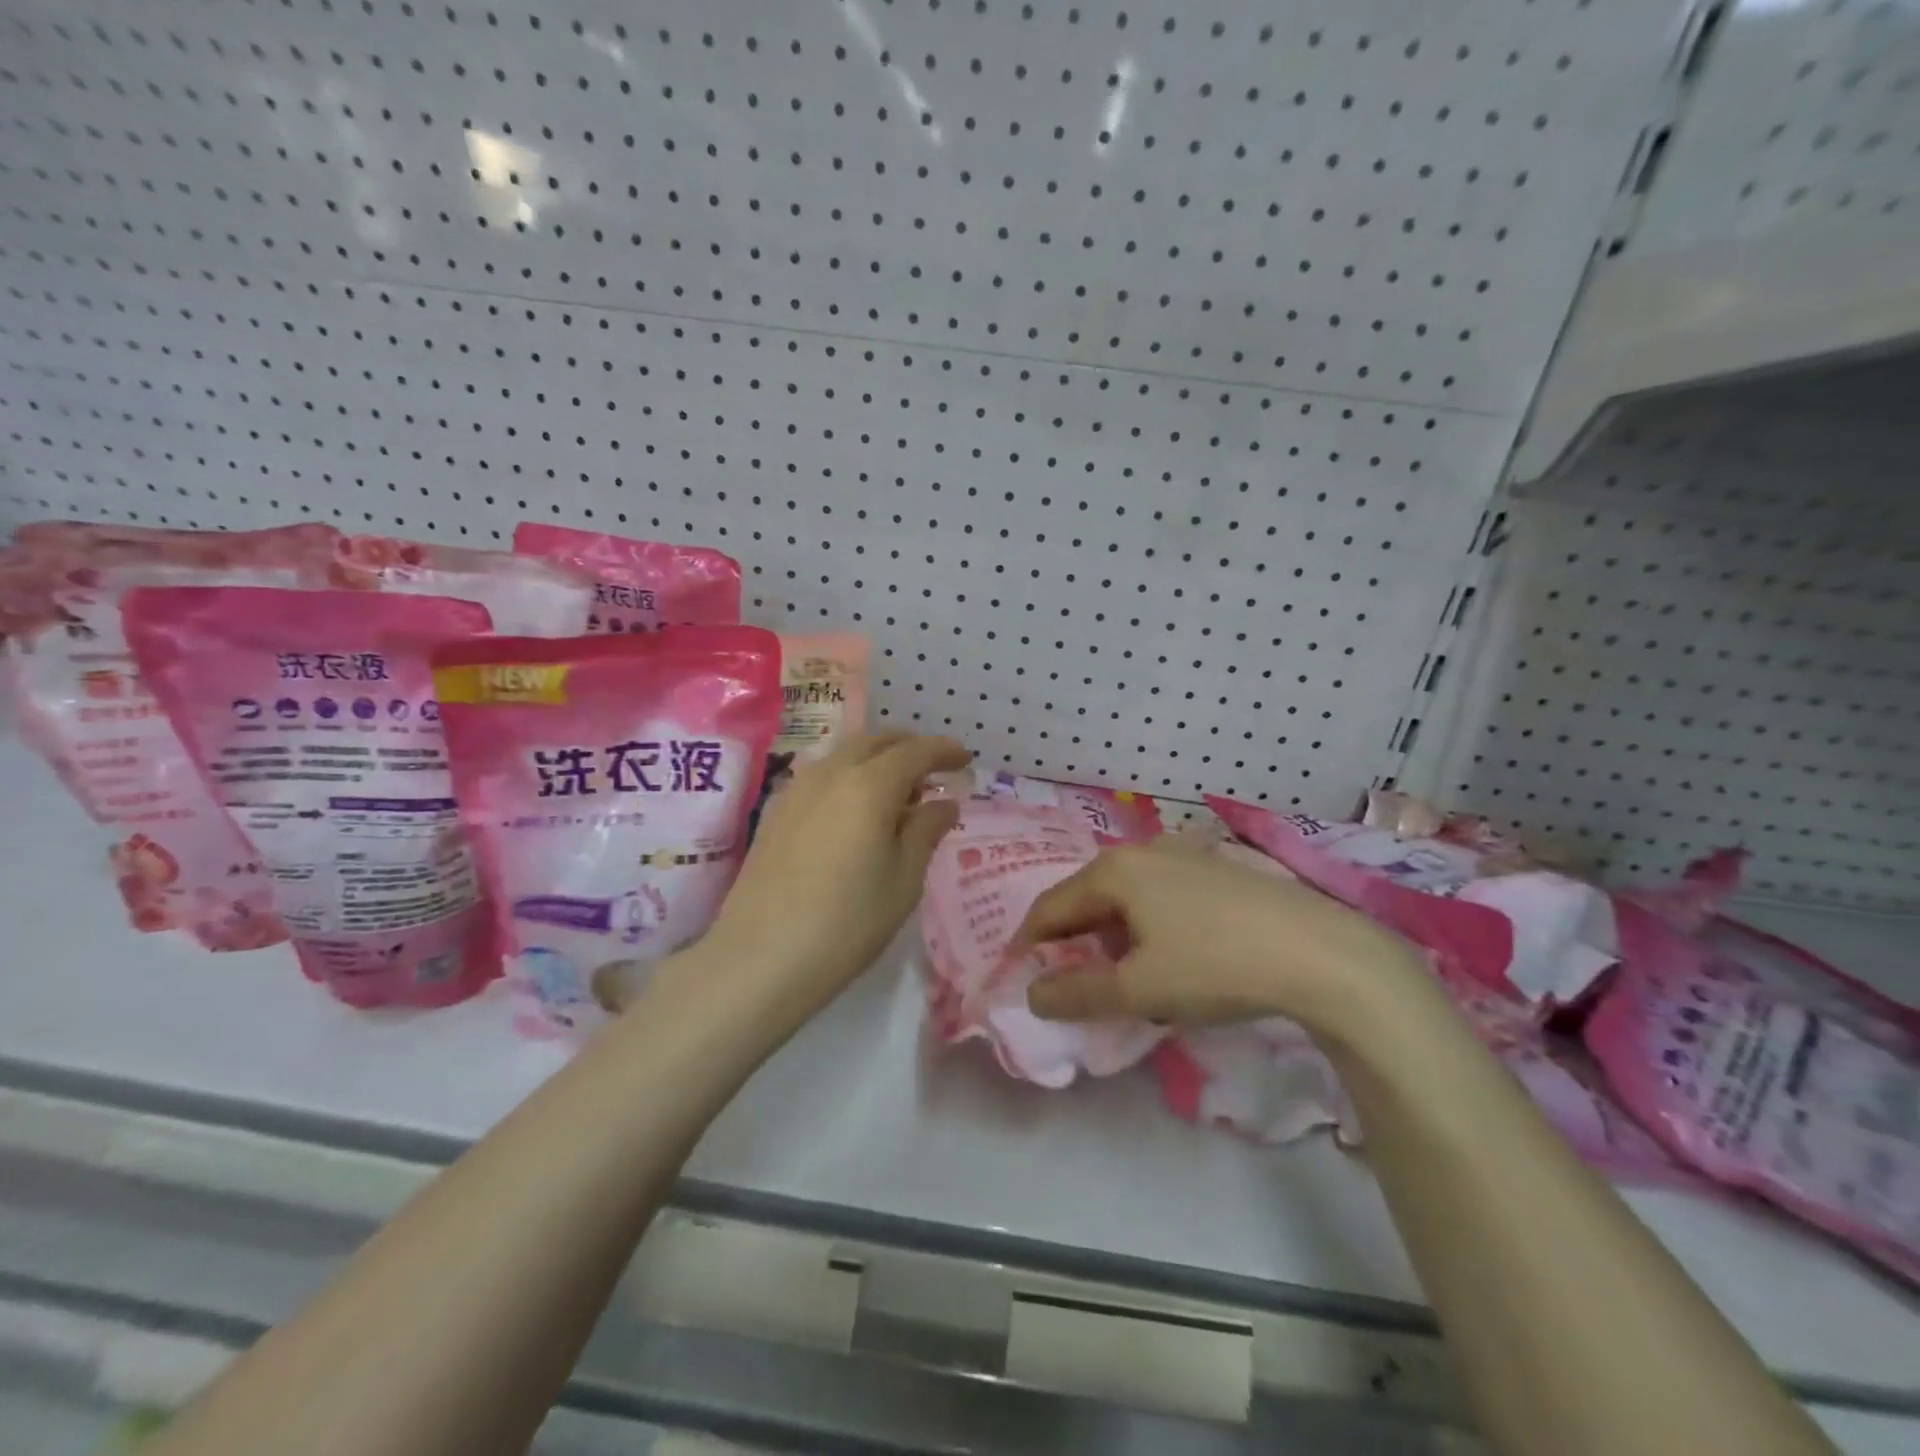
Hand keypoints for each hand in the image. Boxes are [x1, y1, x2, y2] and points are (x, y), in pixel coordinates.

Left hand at [677, 733, 969, 1034]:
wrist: (761, 957)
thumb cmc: (848, 922)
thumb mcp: (904, 880)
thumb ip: (926, 831)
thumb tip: (944, 803)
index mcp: (869, 785)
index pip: (916, 751)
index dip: (944, 751)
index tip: (965, 759)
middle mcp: (831, 773)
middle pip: (876, 742)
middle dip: (909, 748)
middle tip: (934, 771)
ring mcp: (797, 788)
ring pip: (845, 755)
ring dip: (877, 761)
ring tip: (898, 793)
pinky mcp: (776, 810)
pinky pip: (822, 775)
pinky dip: (849, 776)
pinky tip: (856, 810)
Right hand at [1017, 841, 1428, 1035]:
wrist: (1320, 953)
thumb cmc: (1215, 965)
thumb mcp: (1139, 990)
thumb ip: (1077, 993)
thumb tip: (1033, 994)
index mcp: (1113, 871)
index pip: (1050, 907)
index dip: (1029, 944)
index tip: (1021, 978)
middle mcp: (1142, 850)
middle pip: (1087, 897)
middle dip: (1074, 941)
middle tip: (1075, 983)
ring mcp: (1183, 854)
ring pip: (1125, 896)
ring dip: (1112, 935)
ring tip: (1127, 977)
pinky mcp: (1215, 868)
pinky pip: (1159, 894)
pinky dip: (1147, 925)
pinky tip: (1172, 955)